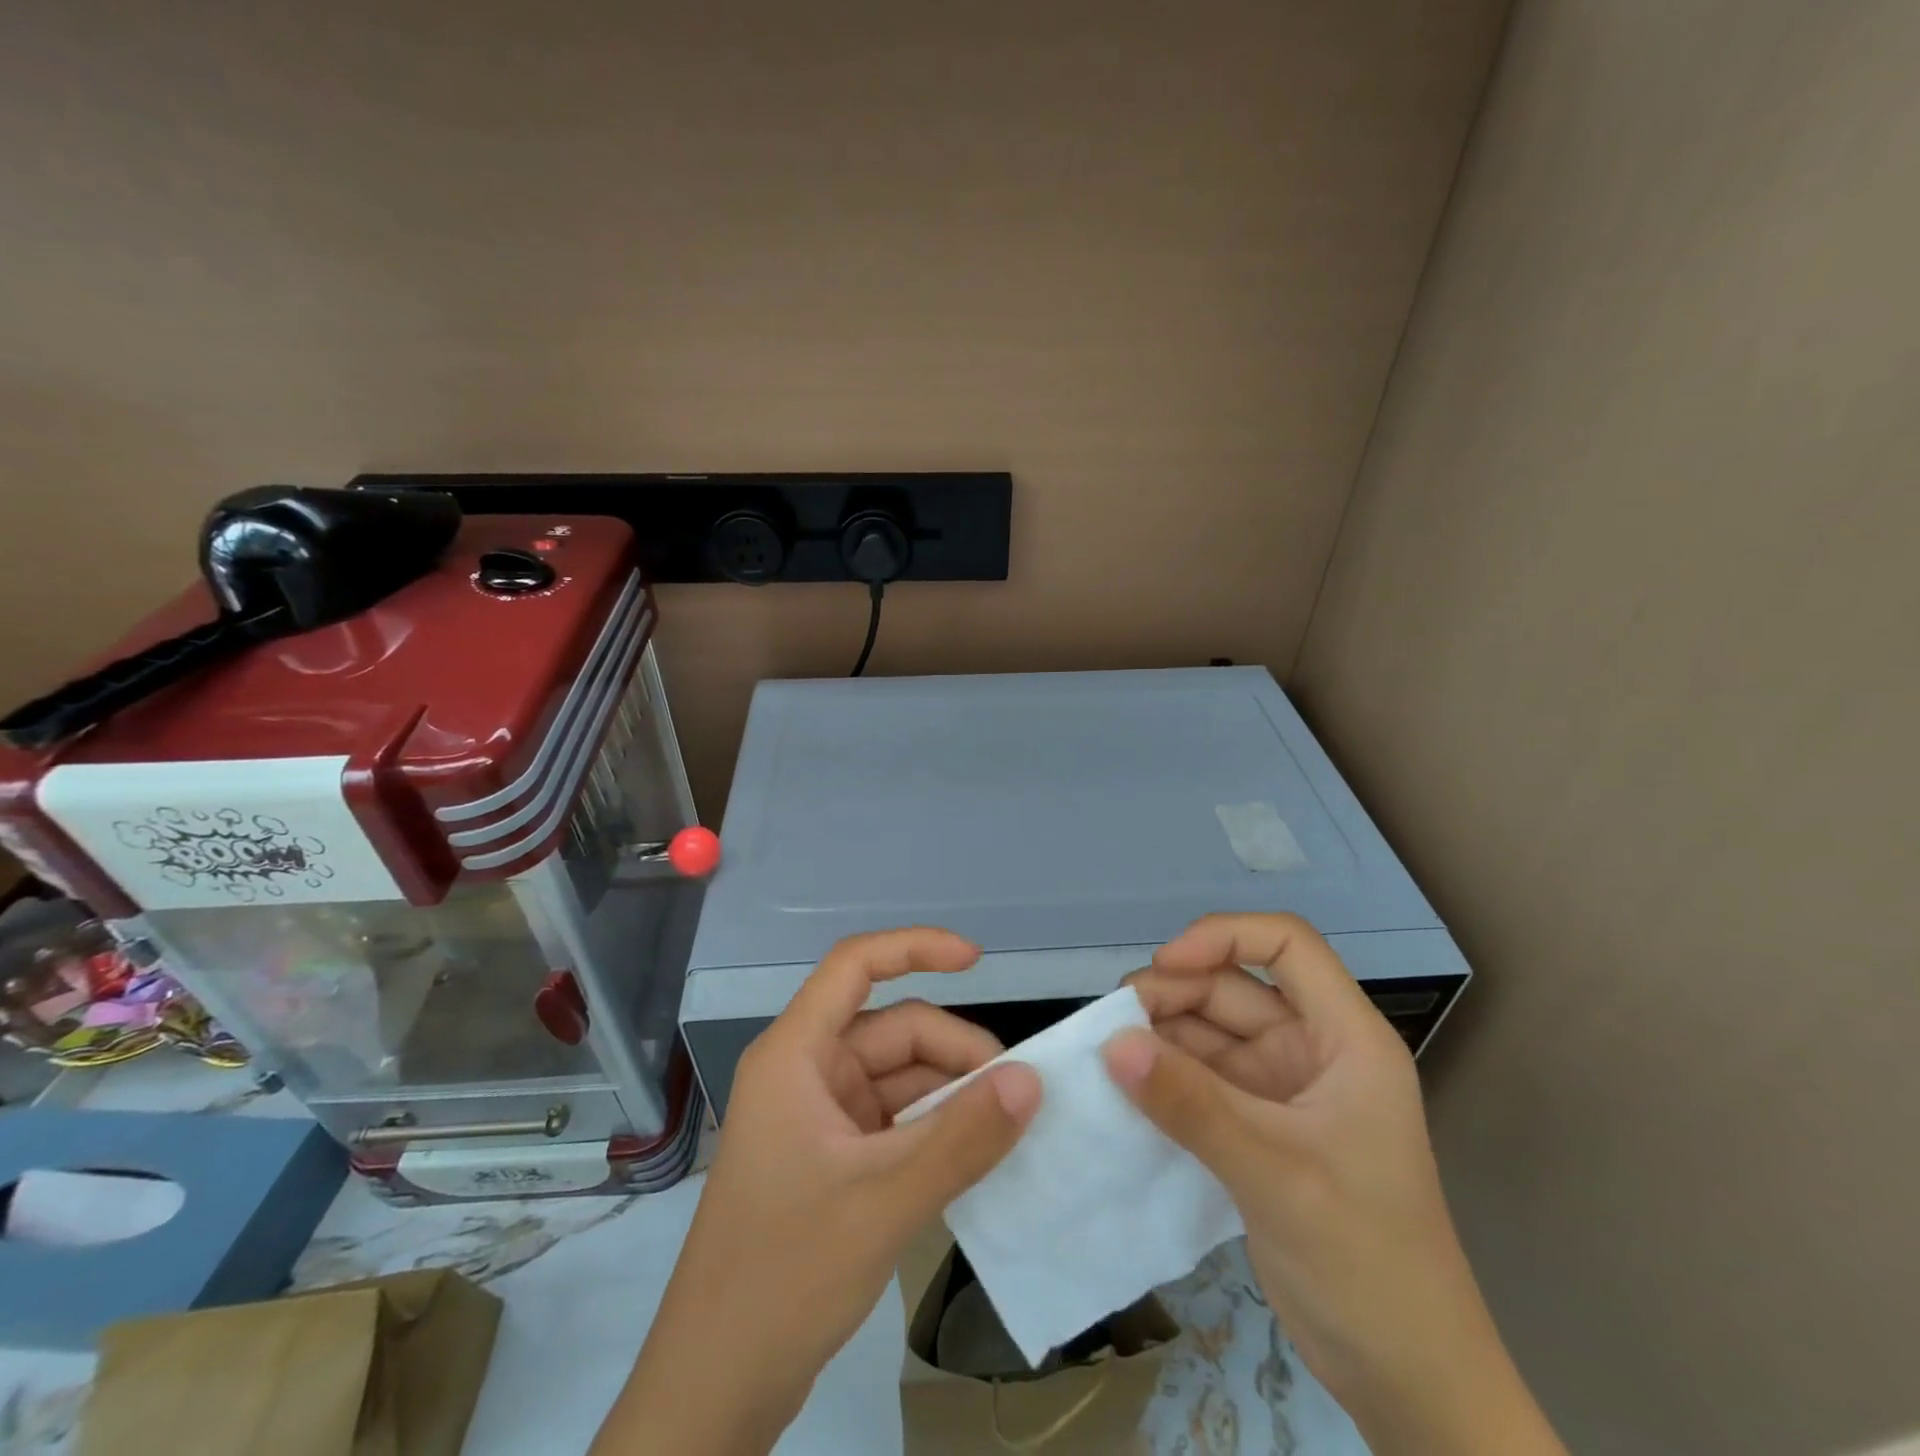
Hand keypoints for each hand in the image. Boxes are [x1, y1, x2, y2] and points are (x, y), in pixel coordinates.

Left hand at [596, 928, 1042, 1455]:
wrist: (714, 1390)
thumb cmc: (783, 1277)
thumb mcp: (884, 1201)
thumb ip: (962, 1138)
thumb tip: (1031, 1080)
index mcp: (795, 1054)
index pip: (854, 965)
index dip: (915, 947)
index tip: (978, 960)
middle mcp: (805, 1071)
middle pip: (891, 1029)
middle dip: (954, 1053)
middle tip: (1017, 1095)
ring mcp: (817, 1117)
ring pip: (898, 1077)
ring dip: (950, 1094)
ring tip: (1006, 1128)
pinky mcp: (829, 1158)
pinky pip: (893, 1120)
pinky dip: (934, 1128)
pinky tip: (974, 1154)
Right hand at [1102, 914, 1562, 1455]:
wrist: (1407, 1381)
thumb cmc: (1366, 1261)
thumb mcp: (1275, 1173)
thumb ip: (1191, 1104)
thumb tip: (1113, 1043)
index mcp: (1346, 1037)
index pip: (1286, 944)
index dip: (1223, 937)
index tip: (1164, 965)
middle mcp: (1313, 1049)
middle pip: (1234, 987)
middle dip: (1174, 994)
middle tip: (1113, 1024)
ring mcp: (1283, 1089)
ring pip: (1210, 1033)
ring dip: (1161, 1037)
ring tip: (1108, 1055)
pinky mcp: (1258, 1127)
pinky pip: (1201, 1080)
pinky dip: (1164, 1078)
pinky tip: (1125, 1088)